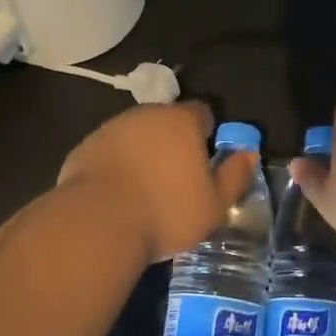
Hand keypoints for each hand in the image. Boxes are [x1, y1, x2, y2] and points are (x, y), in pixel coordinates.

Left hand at [58, 102, 256, 263]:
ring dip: (143, 153)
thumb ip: (235, 175)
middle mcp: (146, 114)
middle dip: (173, 143)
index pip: (202, 113)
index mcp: (182, 121)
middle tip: (176, 179)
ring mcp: (112, 128)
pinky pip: (110, 151)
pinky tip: (117, 195)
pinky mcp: (85, 147)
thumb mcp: (214, 204)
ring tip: (145, 190)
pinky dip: (116, 165)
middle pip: (166, 122)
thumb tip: (249, 153)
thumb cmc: (166, 212)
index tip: (205, 162)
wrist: (97, 222)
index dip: (206, 134)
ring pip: (136, 135)